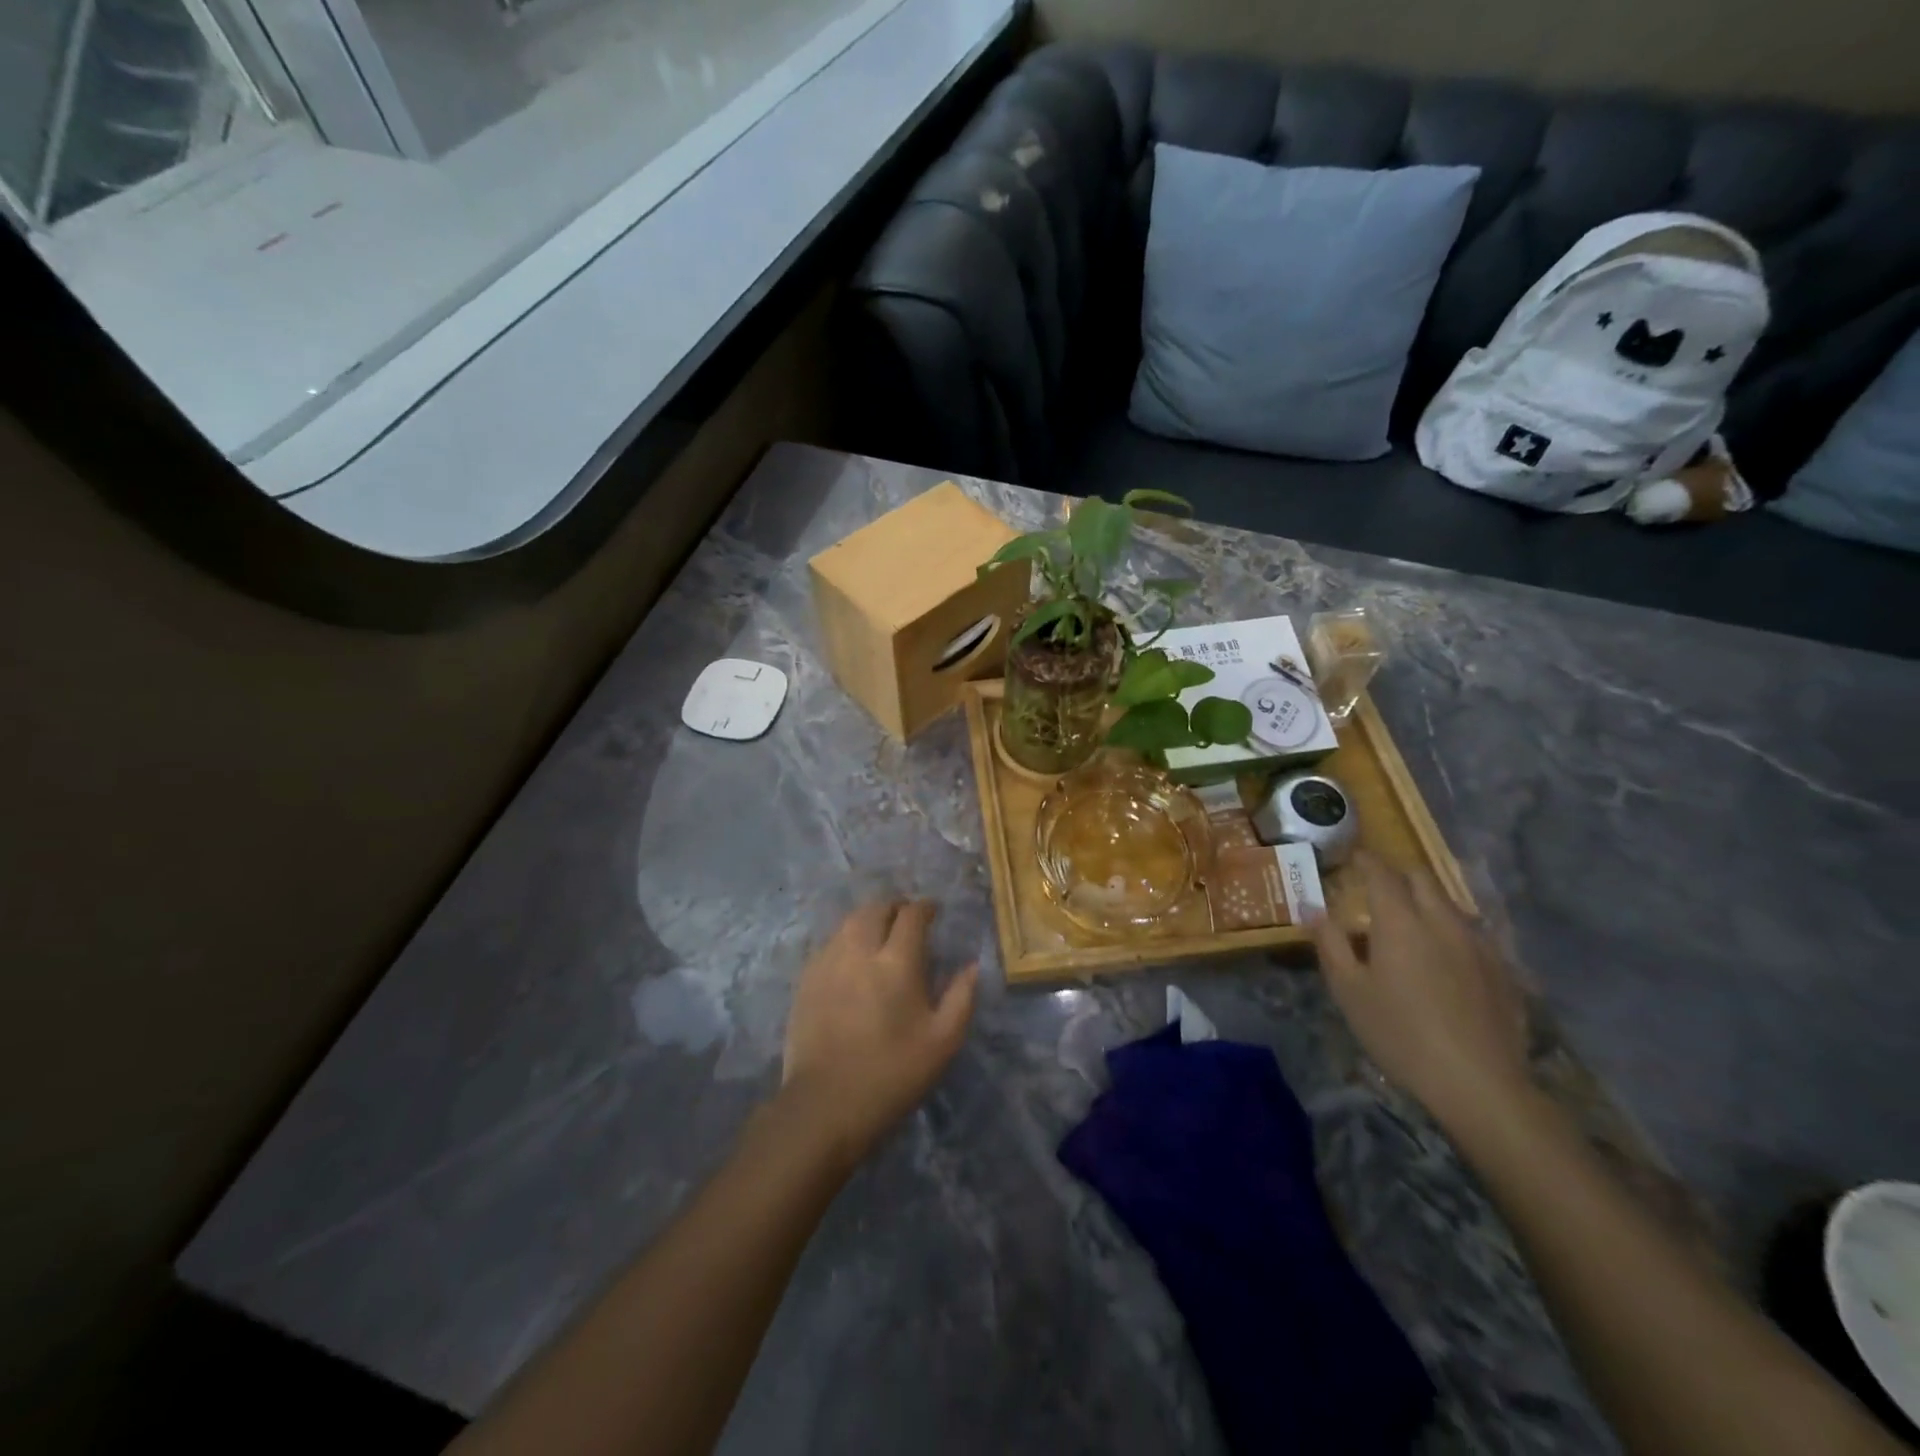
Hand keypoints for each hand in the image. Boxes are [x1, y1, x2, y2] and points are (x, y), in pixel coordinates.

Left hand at [780, 901, 978, 1162]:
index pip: (912, 915)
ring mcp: (828, 962)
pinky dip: (847, 939)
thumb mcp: (942, 1042)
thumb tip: (972, 965)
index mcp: (897, 962)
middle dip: (895, 907)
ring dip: (869, 919)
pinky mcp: (806, 979)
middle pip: (876, 908)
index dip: (925, 908)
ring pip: (849, 922)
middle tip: (907, 918)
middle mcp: (859, 951)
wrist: (825, 1105)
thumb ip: (961, 997)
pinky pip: (830, 943)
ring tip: (881, 933)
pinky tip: (853, 958)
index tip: (934, 912)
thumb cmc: (892, 1074)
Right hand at [1309, 852, 1531, 1137]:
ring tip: (1410, 928)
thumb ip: (1330, 943)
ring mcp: (1479, 945)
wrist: (1480, 1084)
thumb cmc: (1400, 1034)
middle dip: (1399, 876)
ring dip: (1427, 904)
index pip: (1382, 873)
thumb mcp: (1349, 991)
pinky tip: (1444, 963)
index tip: (1352, 858)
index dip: (1365, 860)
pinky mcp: (1504, 971)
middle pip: (1422, 879)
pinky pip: (1472, 935)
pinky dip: (1451, 934)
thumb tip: (1313, 908)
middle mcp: (1443, 921)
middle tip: (1378, 890)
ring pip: (1450, 905)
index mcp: (1401, 922)